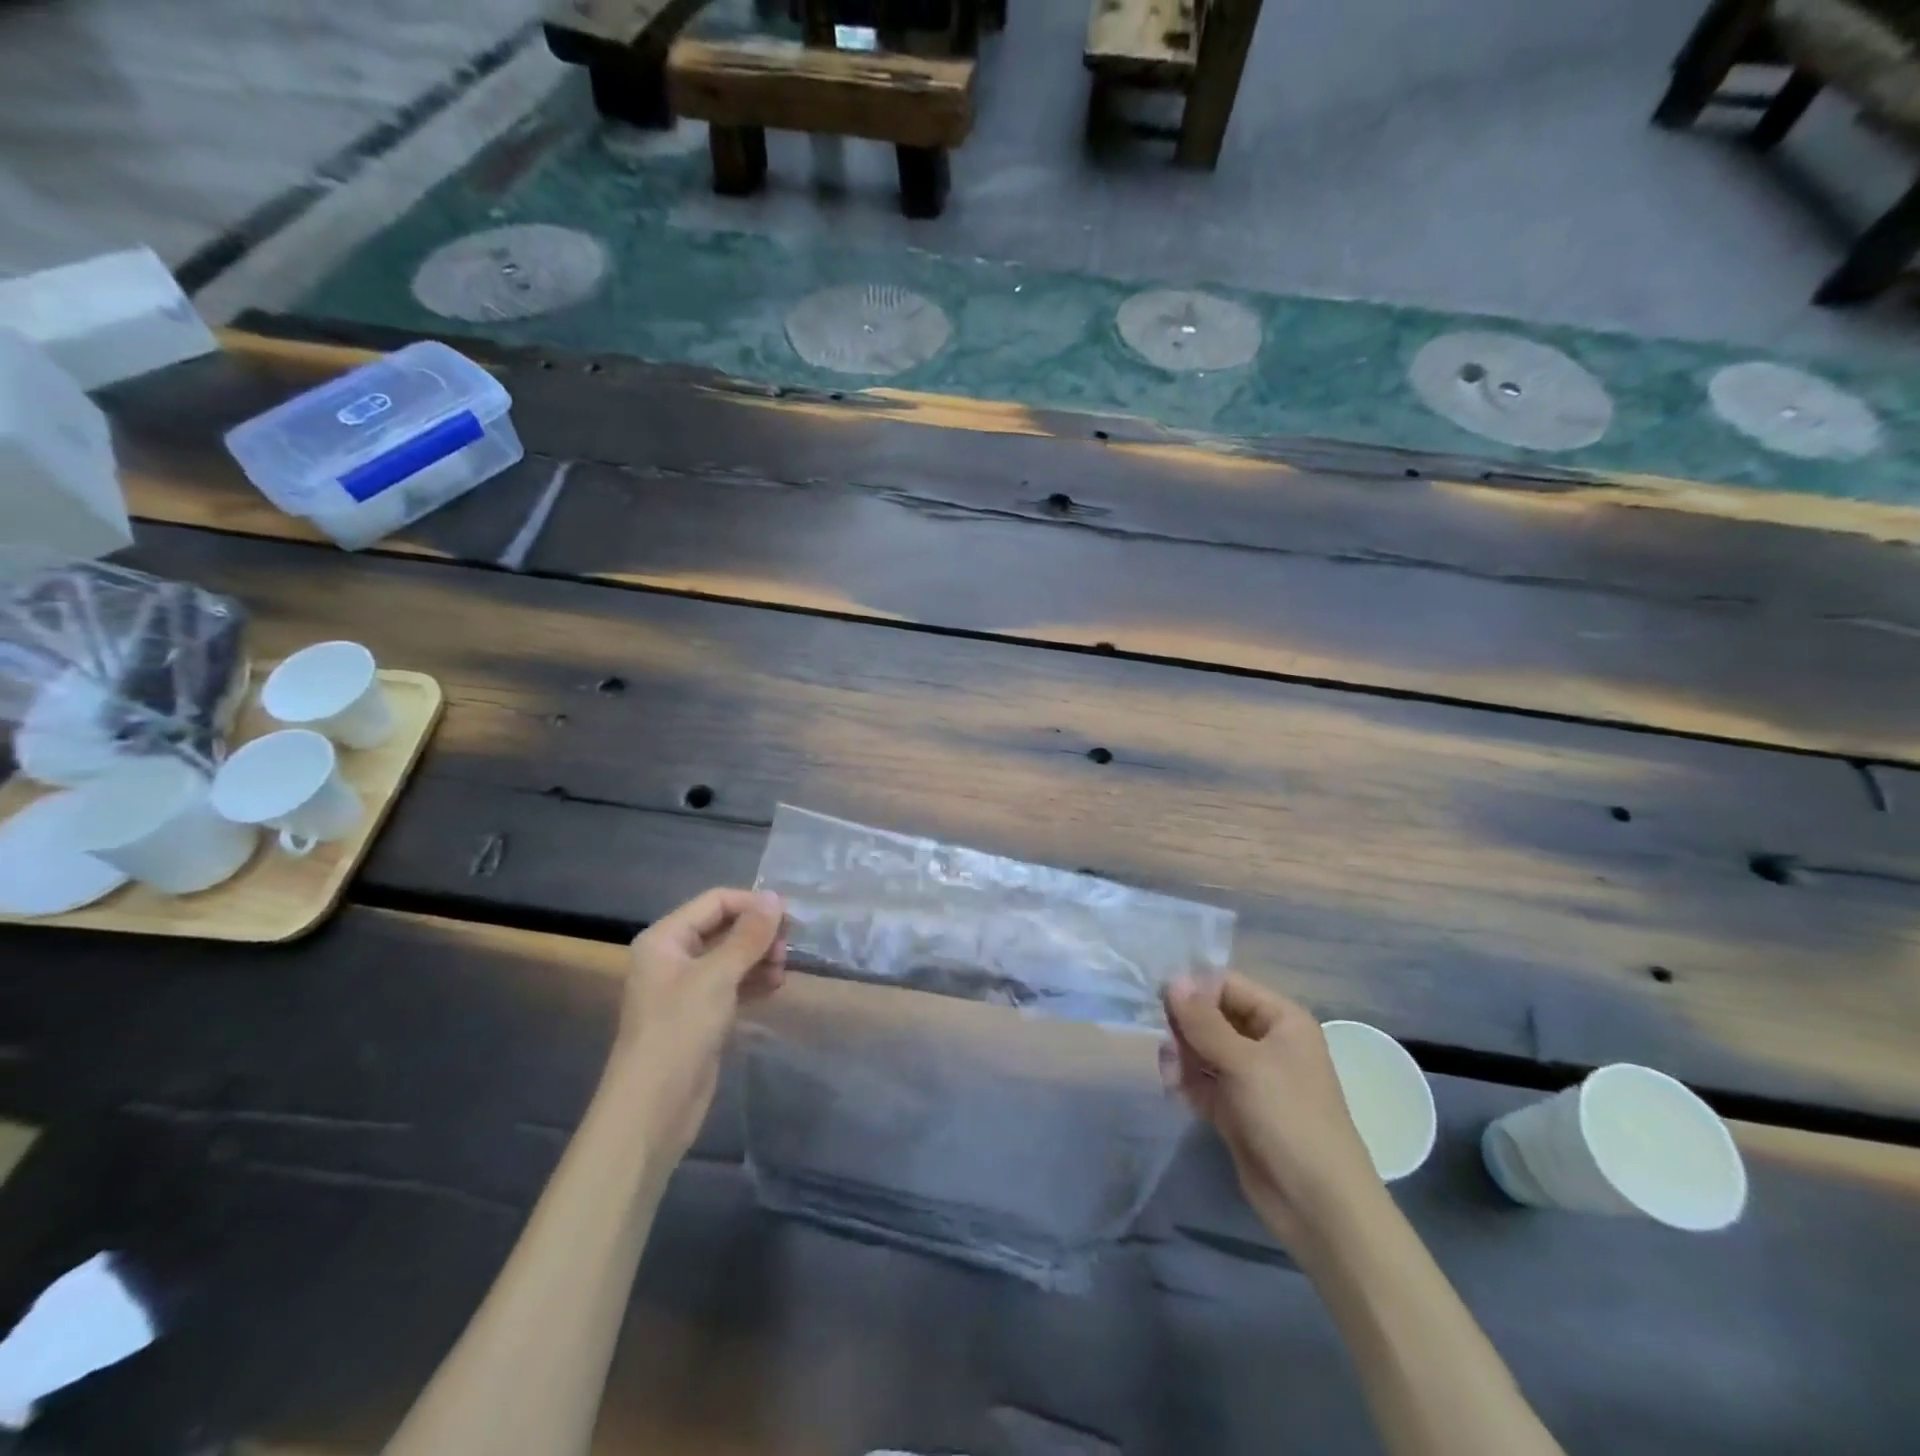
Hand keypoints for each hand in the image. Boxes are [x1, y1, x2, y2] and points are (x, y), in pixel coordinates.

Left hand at [615, 887, 785, 1157]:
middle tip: (787, 949)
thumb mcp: (717, 977)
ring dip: (759, 957)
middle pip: (724, 928)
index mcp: (665, 938)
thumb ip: (748, 936)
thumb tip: (774, 898)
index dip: (752, 904)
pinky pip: (732, 984)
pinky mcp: (701, 1014)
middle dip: (758, 934)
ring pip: (731, 957)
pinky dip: (754, 980)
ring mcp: (687, 988)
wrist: (653, 1108)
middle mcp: (673, 956)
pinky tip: (776, 986)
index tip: (790, 917)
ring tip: (783, 970)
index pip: (715, 902)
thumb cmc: (679, 1031)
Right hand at [1163, 973, 1384, 1256]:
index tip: (1157, 998)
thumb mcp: (1245, 1063)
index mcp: (1280, 1019)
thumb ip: (1204, 1021)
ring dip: (1180, 1054)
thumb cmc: (1289, 1118)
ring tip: (1168, 1070)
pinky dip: (1185, 1081)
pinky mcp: (1234, 1108)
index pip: (1226, 985)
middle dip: (1182, 1024)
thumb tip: (1172, 979)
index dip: (1193, 988)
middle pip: (1211, 1016)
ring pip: (1202, 1049)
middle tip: (1157, 1037)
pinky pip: (1201, 1081)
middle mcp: (1265, 1041)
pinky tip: (1172, 1087)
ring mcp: (1249, 1077)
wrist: (1318, 1206)